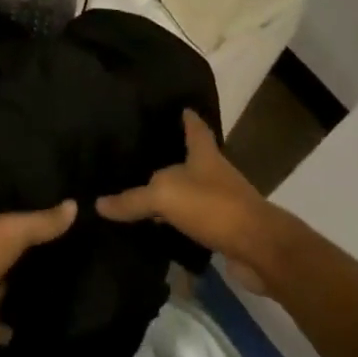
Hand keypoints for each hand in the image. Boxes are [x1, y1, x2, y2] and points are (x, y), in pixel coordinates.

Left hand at [0, 201, 76, 352]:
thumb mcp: (13, 229)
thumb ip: (42, 222)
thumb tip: (75, 204)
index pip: (10, 227)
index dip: (32, 226)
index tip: (63, 228)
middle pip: (11, 260)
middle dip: (33, 261)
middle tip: (75, 263)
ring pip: (9, 290)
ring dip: (27, 293)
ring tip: (69, 294)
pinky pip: (6, 323)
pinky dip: (19, 325)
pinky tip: (47, 324)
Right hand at [96, 110, 271, 274]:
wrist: (258, 249)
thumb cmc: (213, 207)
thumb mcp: (164, 197)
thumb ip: (132, 200)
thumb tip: (99, 203)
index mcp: (204, 155)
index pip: (195, 128)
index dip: (187, 118)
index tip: (180, 107)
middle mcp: (216, 174)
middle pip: (194, 159)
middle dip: (174, 156)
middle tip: (144, 152)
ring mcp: (223, 202)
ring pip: (193, 190)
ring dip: (175, 191)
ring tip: (144, 190)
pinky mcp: (224, 229)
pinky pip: (195, 219)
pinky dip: (178, 220)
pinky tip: (160, 226)